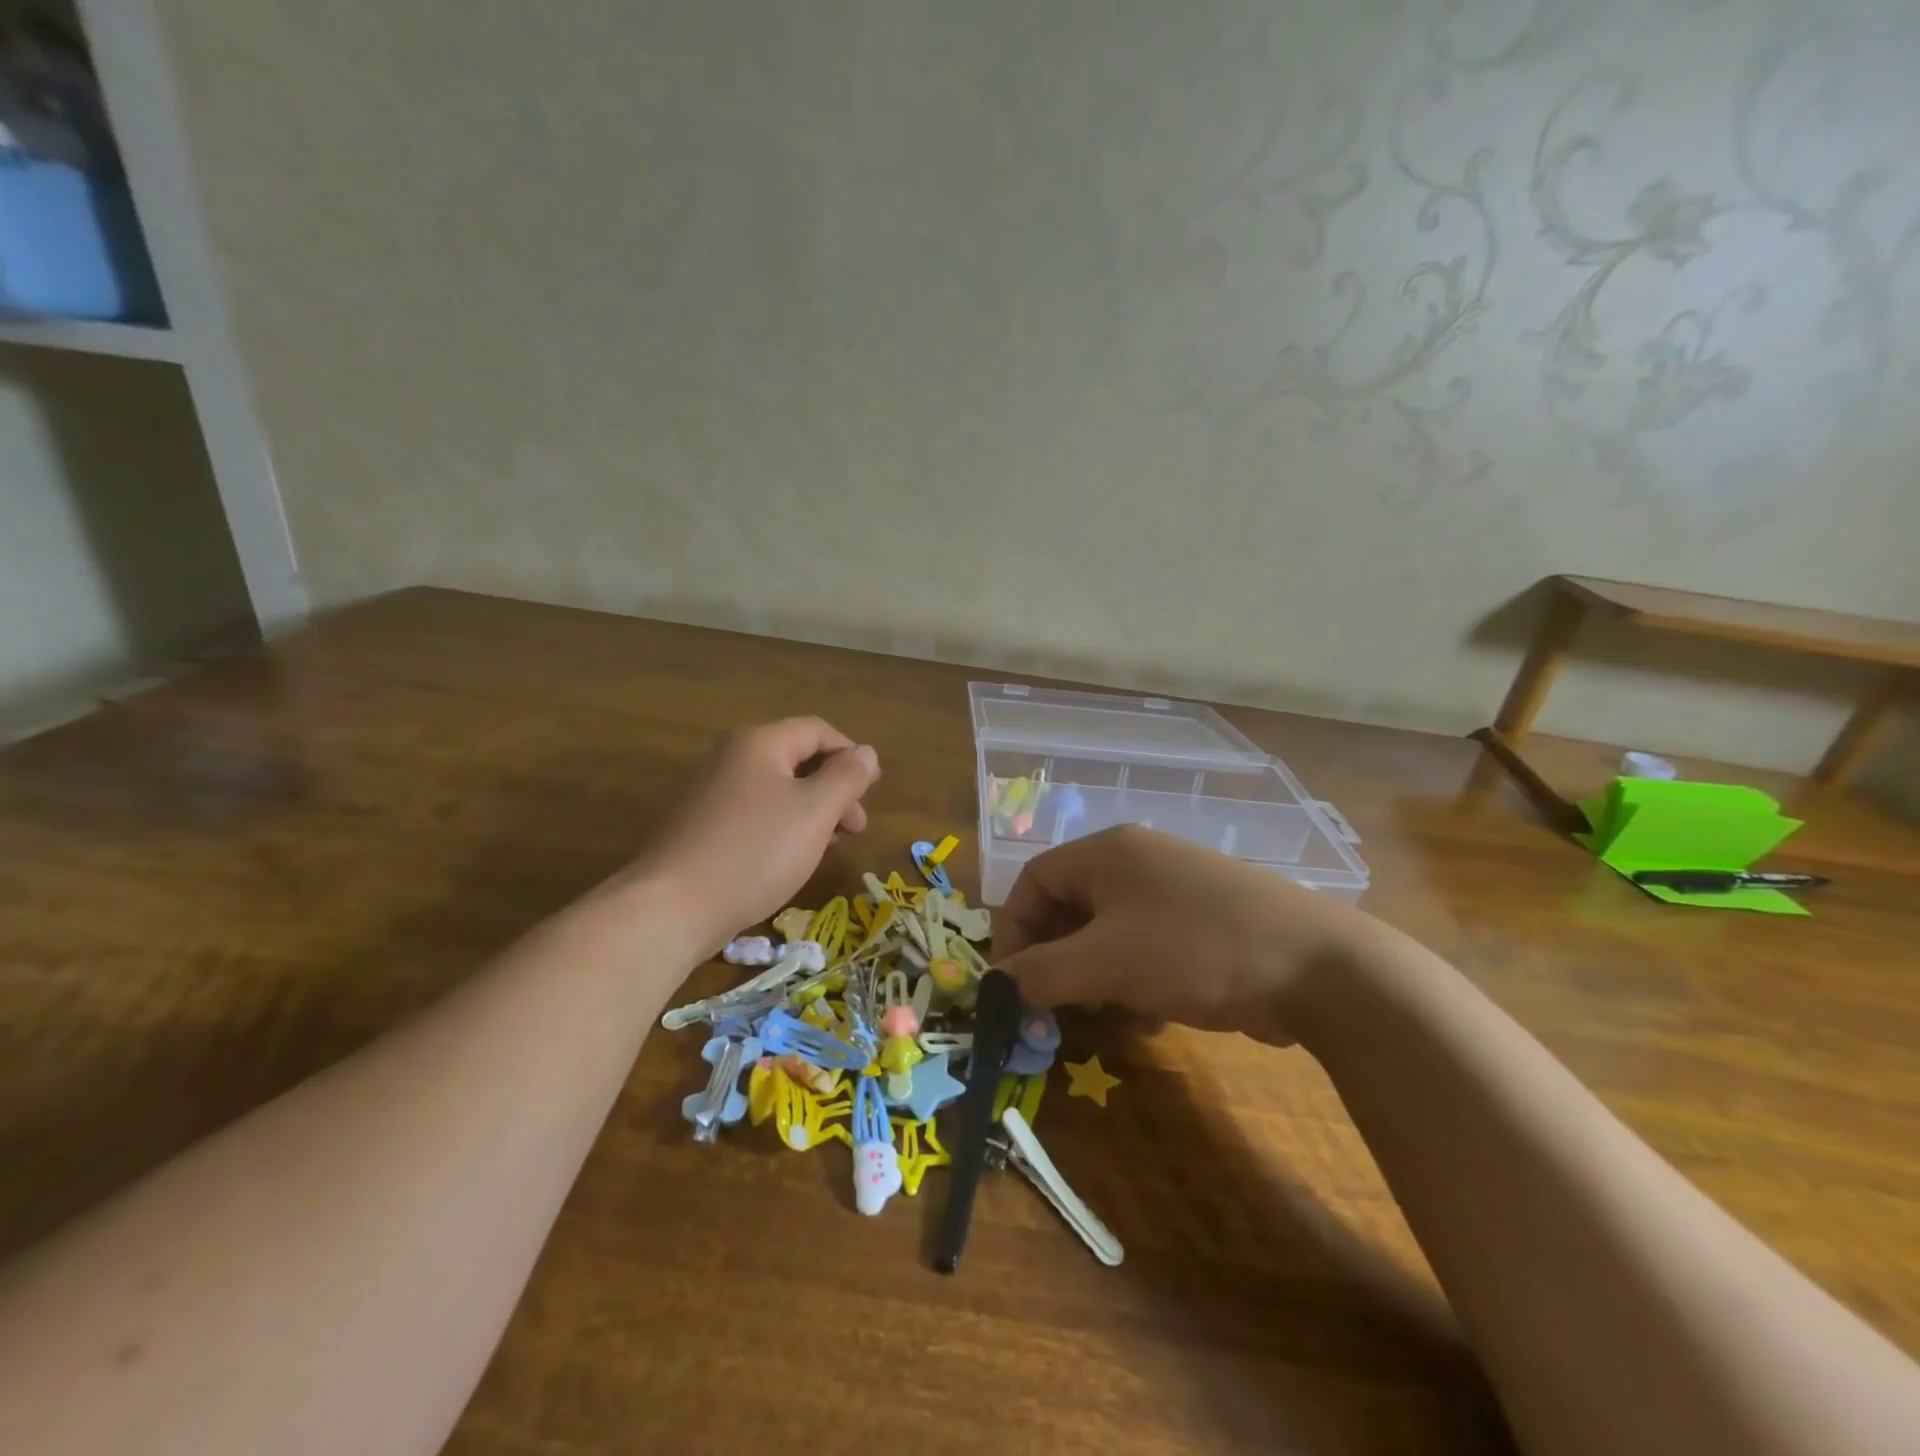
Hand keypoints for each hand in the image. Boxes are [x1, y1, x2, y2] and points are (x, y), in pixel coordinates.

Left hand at [633, 718, 879, 951]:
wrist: (672, 907)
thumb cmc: (755, 851)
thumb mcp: (815, 811)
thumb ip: (847, 777)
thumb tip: (866, 753)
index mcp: (759, 743)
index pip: (818, 731)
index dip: (851, 754)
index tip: (872, 791)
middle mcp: (731, 757)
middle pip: (797, 759)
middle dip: (834, 788)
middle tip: (855, 828)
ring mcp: (710, 792)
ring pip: (777, 790)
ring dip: (812, 811)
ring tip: (829, 846)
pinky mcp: (700, 826)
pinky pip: (754, 814)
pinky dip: (783, 827)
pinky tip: (791, 858)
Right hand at [992, 825, 1372, 1043]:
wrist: (1318, 968)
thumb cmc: (1195, 950)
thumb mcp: (1106, 964)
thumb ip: (1040, 973)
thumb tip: (995, 984)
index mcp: (1108, 852)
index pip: (1034, 880)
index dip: (1013, 930)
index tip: (1011, 983)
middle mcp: (1137, 861)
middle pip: (1069, 906)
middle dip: (1056, 959)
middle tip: (1053, 1008)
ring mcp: (1174, 890)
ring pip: (1107, 932)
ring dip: (1094, 976)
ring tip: (1106, 1014)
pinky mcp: (1203, 922)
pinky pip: (1145, 946)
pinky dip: (1133, 979)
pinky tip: (1150, 1015)